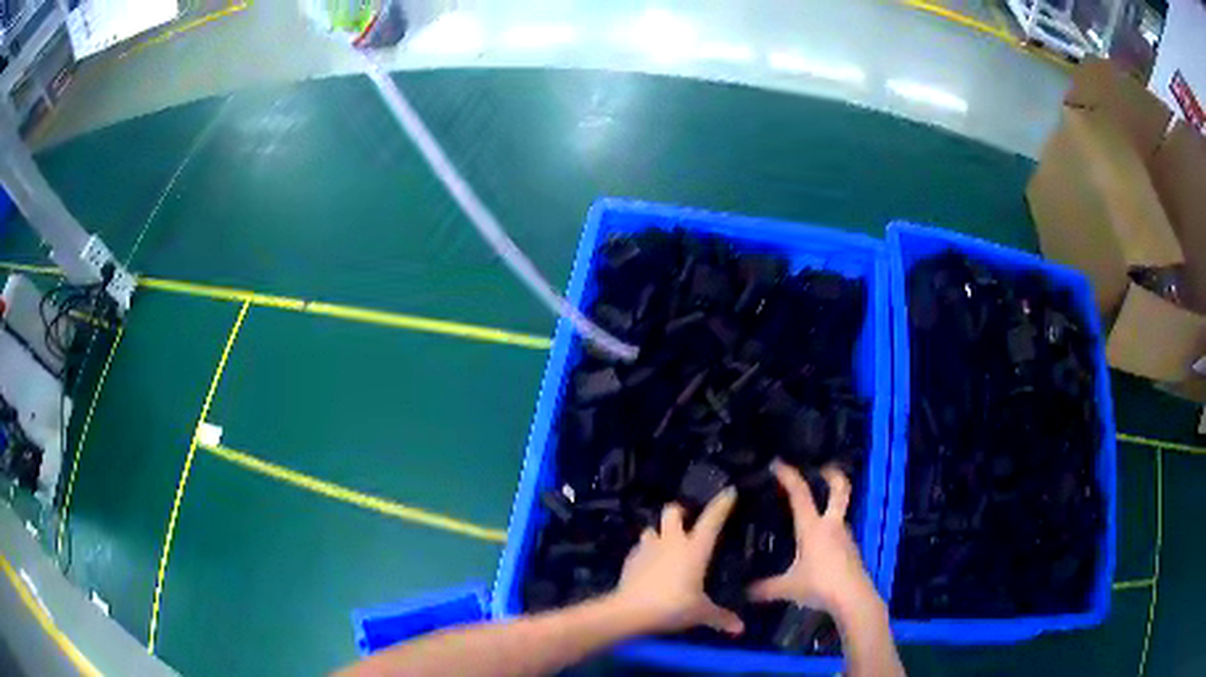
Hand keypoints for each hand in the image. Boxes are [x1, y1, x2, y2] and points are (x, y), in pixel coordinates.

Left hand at [611, 488, 743, 635]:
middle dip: (680, 511)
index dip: (722, 504)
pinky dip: (646, 552)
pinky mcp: (631, 559)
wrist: (630, 611)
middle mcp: (672, 542)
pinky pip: (640, 548)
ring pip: (652, 528)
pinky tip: (649, 564)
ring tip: (666, 544)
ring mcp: (648, 548)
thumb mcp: (701, 613)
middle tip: (687, 520)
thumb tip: (740, 629)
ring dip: (659, 533)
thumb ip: (721, 618)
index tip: (729, 491)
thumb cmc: (673, 606)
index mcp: (694, 549)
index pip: (712, 520)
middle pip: (673, 512)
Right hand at [747, 461, 877, 615]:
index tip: (777, 462)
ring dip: (830, 504)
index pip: (800, 493)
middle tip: (821, 466)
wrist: (853, 598)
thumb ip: (764, 588)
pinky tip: (818, 542)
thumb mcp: (787, 588)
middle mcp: (831, 525)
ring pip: (839, 511)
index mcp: (813, 527)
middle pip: (839, 489)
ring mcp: (845, 536)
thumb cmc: (820, 585)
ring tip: (812, 511)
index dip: (789, 475)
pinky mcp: (851, 549)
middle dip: (832, 474)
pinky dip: (830, 528)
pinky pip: (839, 531)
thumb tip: (742, 590)